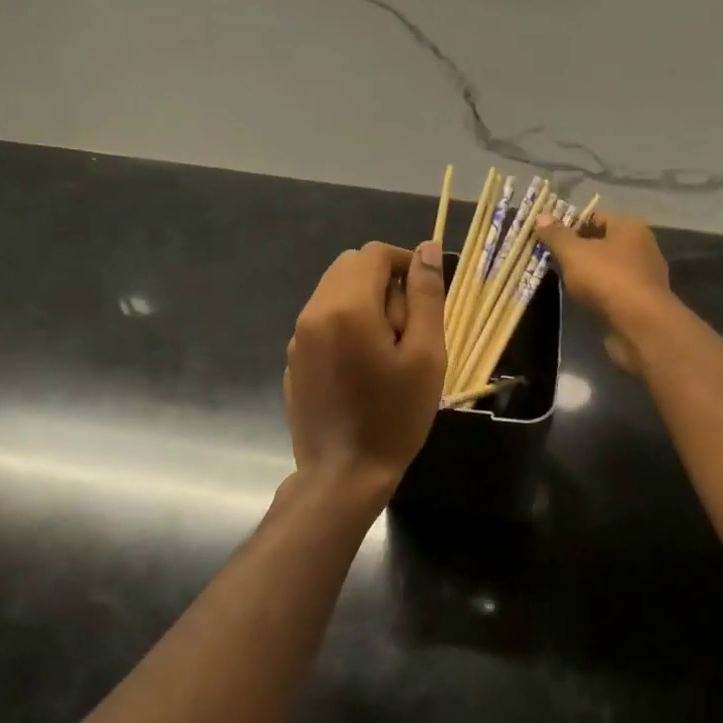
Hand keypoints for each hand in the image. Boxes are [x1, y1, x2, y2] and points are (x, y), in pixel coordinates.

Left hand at [285, 241, 446, 499]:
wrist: (343, 474)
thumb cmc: (394, 416)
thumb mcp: (426, 355)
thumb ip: (427, 296)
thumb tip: (427, 249)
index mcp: (347, 306)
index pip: (375, 254)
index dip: (406, 263)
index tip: (426, 294)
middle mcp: (314, 312)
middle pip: (350, 267)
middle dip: (383, 282)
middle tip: (409, 326)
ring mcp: (298, 337)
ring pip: (334, 293)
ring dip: (364, 303)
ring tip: (387, 348)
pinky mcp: (294, 360)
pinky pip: (322, 322)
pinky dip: (345, 325)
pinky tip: (362, 368)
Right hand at [533, 211, 672, 378]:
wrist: (640, 325)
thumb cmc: (607, 279)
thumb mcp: (574, 253)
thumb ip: (557, 235)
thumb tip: (541, 216)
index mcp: (630, 227)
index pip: (595, 217)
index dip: (569, 225)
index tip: (547, 237)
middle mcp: (642, 247)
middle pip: (602, 242)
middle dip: (576, 250)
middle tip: (550, 259)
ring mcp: (644, 276)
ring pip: (608, 268)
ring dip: (587, 273)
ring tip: (562, 280)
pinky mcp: (642, 301)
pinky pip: (613, 290)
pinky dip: (598, 292)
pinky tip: (582, 300)